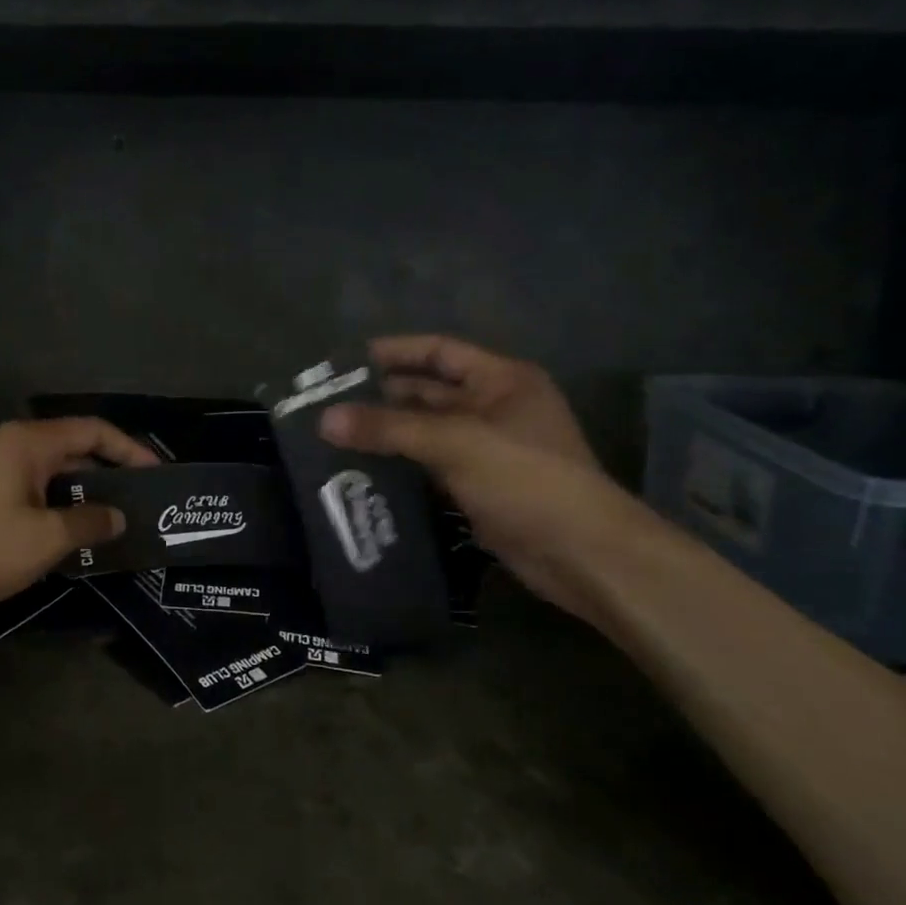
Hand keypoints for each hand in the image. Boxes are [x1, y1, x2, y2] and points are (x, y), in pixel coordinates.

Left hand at [0, 418, 158, 619]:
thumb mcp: (42, 539)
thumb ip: (87, 523)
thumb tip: (117, 516)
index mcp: (29, 442)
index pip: (94, 430)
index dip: (131, 450)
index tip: (157, 475)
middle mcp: (12, 445)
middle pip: (74, 448)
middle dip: (110, 473)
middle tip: (142, 503)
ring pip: (53, 473)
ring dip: (83, 494)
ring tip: (114, 522)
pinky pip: (32, 489)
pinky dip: (57, 506)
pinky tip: (70, 535)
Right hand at [318, 335, 647, 619]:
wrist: (581, 553)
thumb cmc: (526, 478)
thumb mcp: (455, 442)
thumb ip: (389, 428)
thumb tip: (324, 420)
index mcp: (501, 380)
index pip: (438, 351)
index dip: (394, 352)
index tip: (346, 362)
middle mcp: (493, 407)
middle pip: (428, 392)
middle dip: (381, 396)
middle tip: (328, 405)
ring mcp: (486, 450)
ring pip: (425, 432)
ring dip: (386, 434)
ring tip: (334, 437)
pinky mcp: (477, 487)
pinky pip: (429, 467)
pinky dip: (399, 467)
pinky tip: (362, 472)